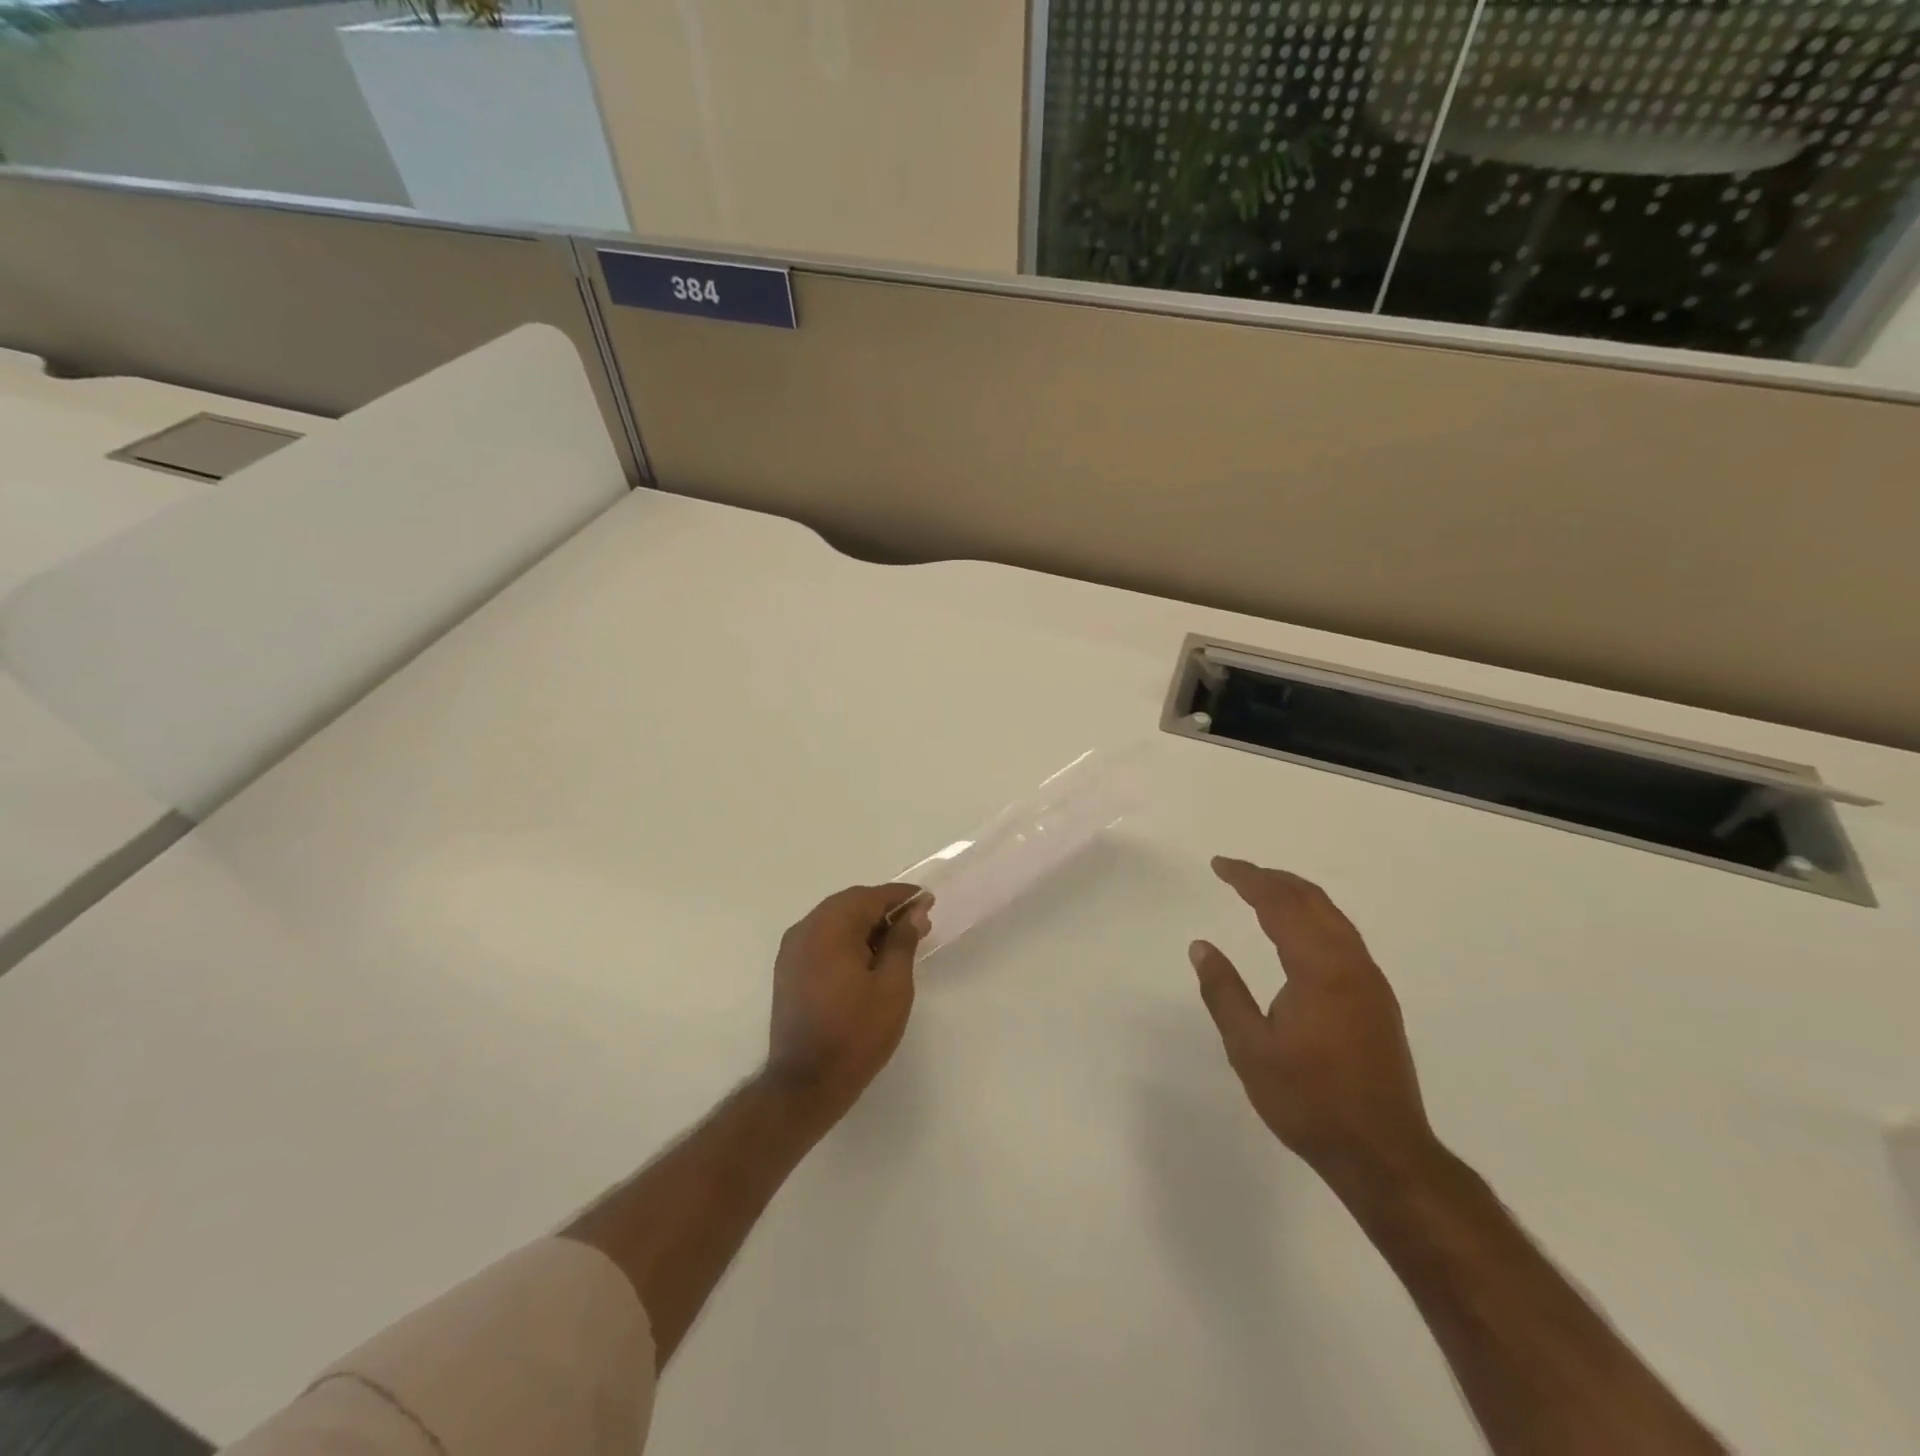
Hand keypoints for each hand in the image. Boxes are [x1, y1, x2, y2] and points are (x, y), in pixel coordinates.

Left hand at [766, 883, 930, 1126]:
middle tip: (918, 923)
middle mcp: (806, 929)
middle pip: (850, 904)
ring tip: (898, 944)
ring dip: (866, 925)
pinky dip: (846, 940)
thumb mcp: (892, 985)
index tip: (928, 901)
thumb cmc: (856, 1032)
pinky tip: (868, 960)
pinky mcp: (788, 971)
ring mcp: (792, 950)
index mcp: (830, 926)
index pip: (871, 896)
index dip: (902, 897)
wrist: (805, 1083)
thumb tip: (914, 912)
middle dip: (884, 910)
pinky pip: (822, 940)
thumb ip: (903, 941)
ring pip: (835, 921)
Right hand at [1189, 857, 1435, 1189]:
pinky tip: (1297, 932)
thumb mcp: (1250, 1049)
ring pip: (1332, 916)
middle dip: (1272, 878)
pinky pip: (1343, 935)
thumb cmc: (1309, 1101)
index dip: (1248, 879)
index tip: (1219, 865)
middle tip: (1235, 872)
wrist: (1383, 1153)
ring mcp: (1370, 982)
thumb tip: (1201, 946)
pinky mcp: (1377, 1000)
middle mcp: (1351, 964)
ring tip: (1261, 891)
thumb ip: (1223, 992)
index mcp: (1319, 970)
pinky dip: (1313, 916)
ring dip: (1295, 895)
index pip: (1281, 905)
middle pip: (1312, 900)